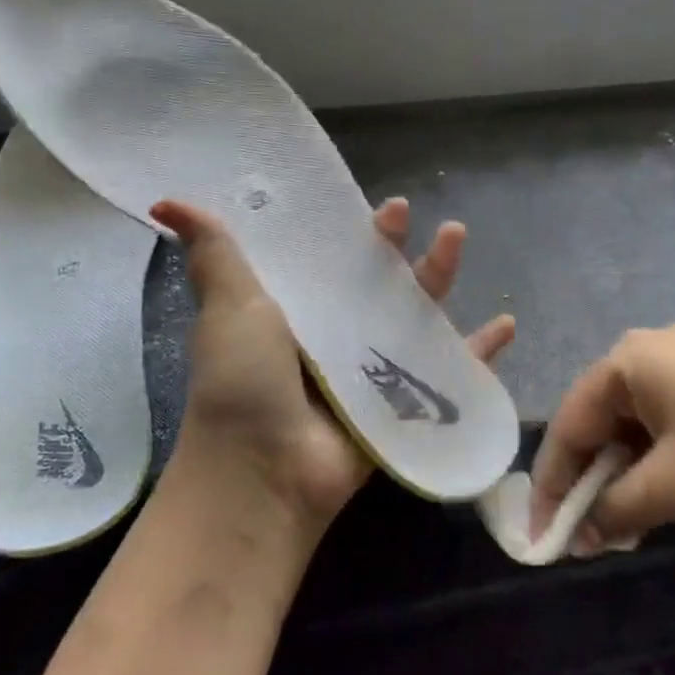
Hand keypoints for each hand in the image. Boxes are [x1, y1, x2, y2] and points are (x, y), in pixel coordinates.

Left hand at [149, 197, 514, 539]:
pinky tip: (506, 327)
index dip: (353, 232)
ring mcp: (373, 372)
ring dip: (441, 280)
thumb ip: (213, 253)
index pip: (332, 260)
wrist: (263, 473)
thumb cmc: (243, 382)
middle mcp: (337, 337)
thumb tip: (168, 201)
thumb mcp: (229, 306)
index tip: (372, 205)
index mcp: (299, 311)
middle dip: (399, 249)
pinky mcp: (403, 406)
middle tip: (415, 215)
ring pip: (417, 317)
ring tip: (458, 239)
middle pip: (379, 283)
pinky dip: (478, 355)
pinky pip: (449, 373)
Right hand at [529, 324, 674, 551]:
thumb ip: (612, 510)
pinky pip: (674, 419)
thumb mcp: (672, 489)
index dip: (552, 482)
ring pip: (640, 421)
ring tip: (622, 524)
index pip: (572, 422)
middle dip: (590, 477)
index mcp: (632, 358)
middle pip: (603, 417)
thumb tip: (578, 537)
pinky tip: (664, 496)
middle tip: (581, 532)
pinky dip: (660, 460)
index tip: (539, 534)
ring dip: (625, 473)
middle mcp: (659, 347)